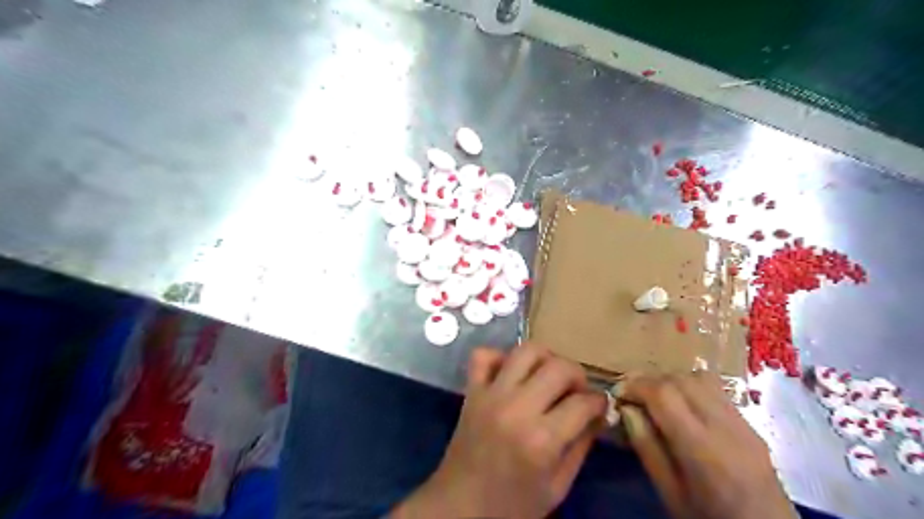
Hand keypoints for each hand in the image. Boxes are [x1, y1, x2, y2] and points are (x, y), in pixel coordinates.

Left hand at [394, 342, 611, 515]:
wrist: (459, 507)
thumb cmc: (513, 506)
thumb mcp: (557, 487)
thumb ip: (581, 447)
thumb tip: (598, 414)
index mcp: (541, 440)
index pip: (583, 403)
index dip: (599, 402)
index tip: (600, 406)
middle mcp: (517, 408)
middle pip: (558, 367)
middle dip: (578, 375)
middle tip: (577, 391)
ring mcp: (490, 395)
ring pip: (525, 351)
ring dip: (545, 358)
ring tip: (548, 376)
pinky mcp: (471, 391)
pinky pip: (483, 355)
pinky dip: (499, 357)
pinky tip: (511, 373)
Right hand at [620, 373, 802, 517]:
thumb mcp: (670, 493)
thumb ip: (647, 448)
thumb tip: (627, 409)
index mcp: (703, 450)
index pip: (664, 394)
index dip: (636, 385)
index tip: (618, 394)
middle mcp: (726, 427)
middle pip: (681, 379)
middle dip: (650, 380)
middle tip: (631, 394)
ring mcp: (743, 423)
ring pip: (700, 378)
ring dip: (670, 380)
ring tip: (655, 397)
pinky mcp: (750, 424)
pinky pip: (716, 389)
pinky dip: (690, 387)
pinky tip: (681, 405)